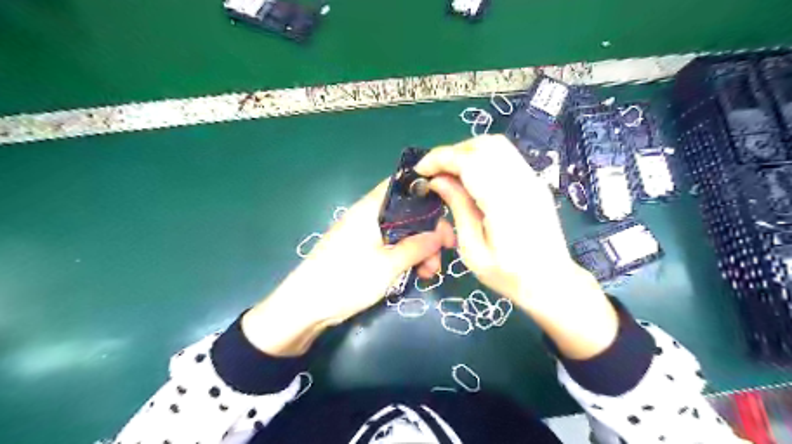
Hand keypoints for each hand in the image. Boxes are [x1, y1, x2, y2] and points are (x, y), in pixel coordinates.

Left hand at [242, 179, 454, 355]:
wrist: (304, 307)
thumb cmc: (346, 279)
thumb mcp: (388, 265)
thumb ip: (417, 246)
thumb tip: (441, 234)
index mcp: (371, 209)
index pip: (401, 185)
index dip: (426, 193)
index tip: (447, 214)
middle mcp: (367, 216)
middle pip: (405, 212)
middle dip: (427, 231)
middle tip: (443, 254)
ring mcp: (363, 234)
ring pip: (400, 232)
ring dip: (419, 248)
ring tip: (430, 273)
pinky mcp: (361, 251)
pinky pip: (390, 246)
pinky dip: (405, 256)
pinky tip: (417, 273)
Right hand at [415, 136, 579, 306]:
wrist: (552, 282)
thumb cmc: (509, 275)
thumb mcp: (473, 251)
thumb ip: (458, 209)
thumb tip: (438, 180)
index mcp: (505, 204)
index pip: (470, 162)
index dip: (441, 159)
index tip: (420, 171)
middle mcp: (522, 183)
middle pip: (484, 145)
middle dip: (452, 152)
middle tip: (434, 172)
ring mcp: (533, 179)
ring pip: (496, 145)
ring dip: (467, 152)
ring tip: (449, 173)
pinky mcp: (535, 182)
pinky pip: (505, 156)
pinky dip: (482, 157)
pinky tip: (470, 177)